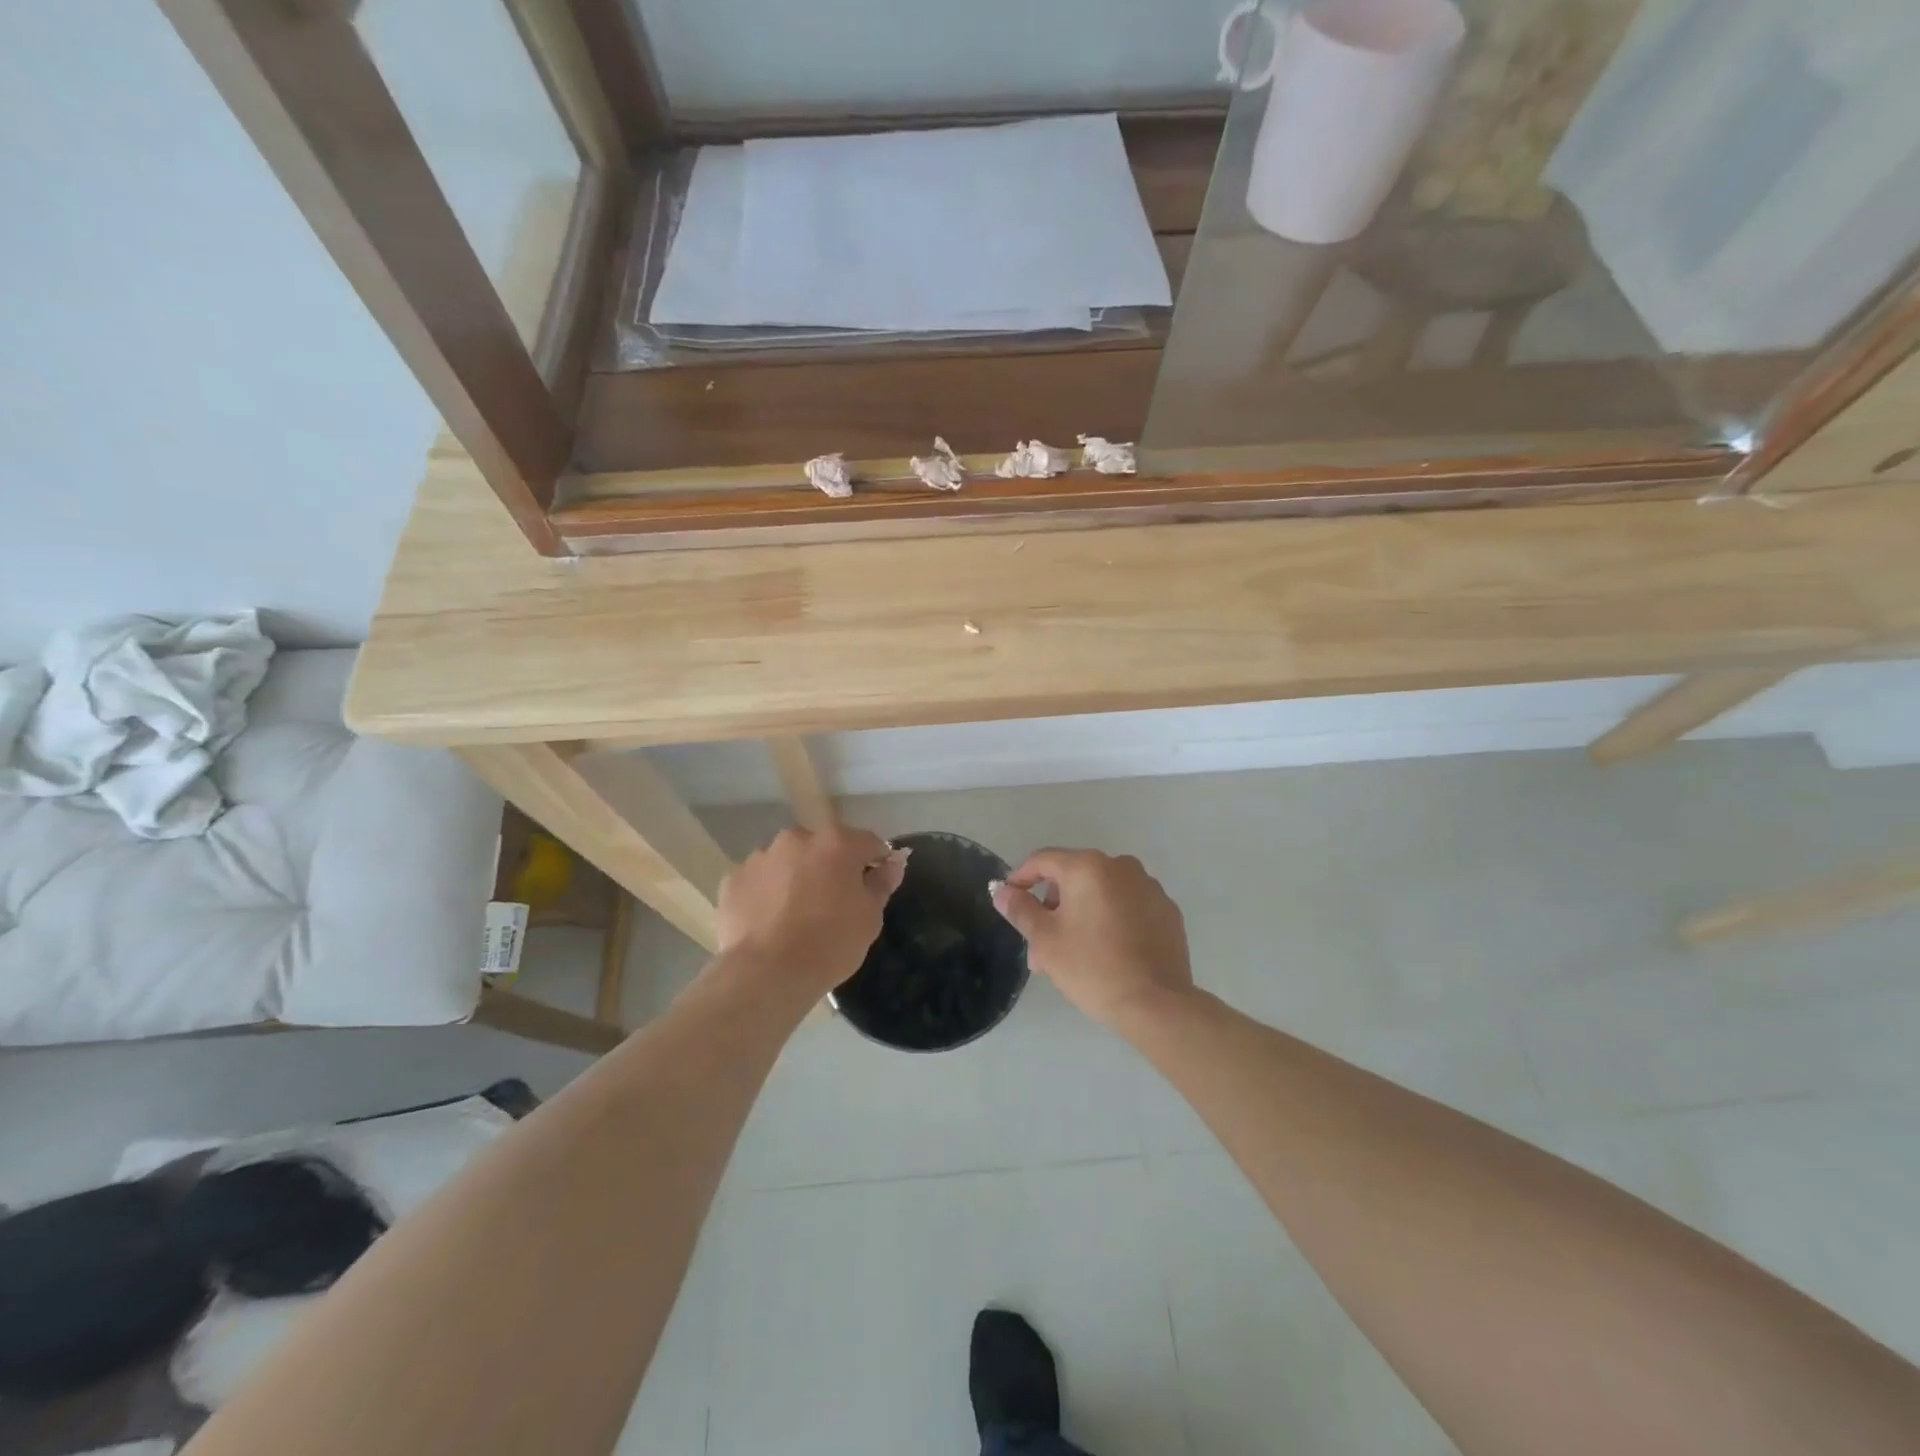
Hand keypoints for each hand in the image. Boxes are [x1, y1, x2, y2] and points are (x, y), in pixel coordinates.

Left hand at [716, 825, 906, 998]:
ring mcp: (761, 856)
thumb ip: (882, 882)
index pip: (868, 842)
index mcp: (837, 842)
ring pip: (788, 861)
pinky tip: (769, 922)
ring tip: (795, 915)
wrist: (768, 973)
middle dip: (831, 867)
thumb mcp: (870, 916)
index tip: (875, 885)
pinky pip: (758, 880)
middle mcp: (797, 838)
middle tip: (833, 902)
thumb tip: (892, 862)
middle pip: (823, 847)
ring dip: (796, 877)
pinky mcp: (733, 879)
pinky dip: (766, 893)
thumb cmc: (830, 943)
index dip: (876, 862)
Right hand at [990, 848, 1193, 1029]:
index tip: (1009, 901)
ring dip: (1080, 917)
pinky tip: (1107, 954)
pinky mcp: (1167, 911)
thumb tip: (1002, 891)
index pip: (1043, 860)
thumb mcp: (1046, 940)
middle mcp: (1121, 866)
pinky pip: (1127, 907)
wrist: (1157, 1004)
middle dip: (1052, 909)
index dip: (1021, 878)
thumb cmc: (1092, 967)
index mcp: (1088, 867)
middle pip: (1073, 878)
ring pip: (1100, 894)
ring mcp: (1149, 887)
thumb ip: (1021, 909)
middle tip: (1040, 948)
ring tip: (1070, 958)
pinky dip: (1110, 921)